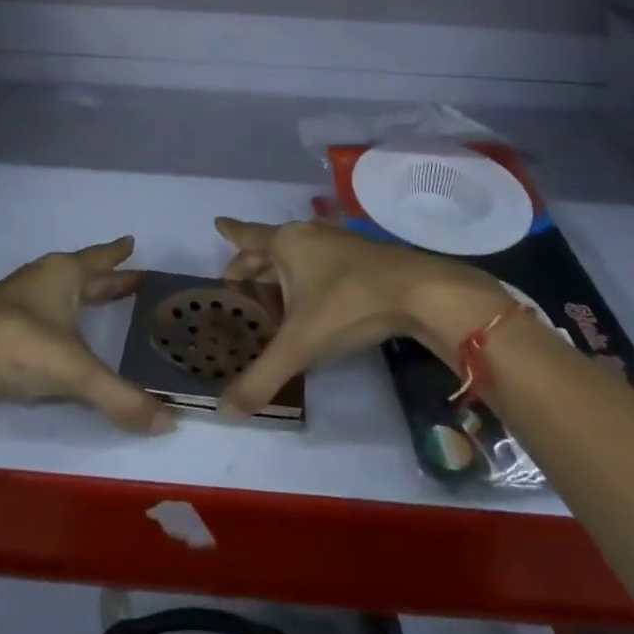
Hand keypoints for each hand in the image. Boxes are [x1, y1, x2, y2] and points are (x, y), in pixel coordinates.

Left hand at [0, 237, 172, 434]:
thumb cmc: (22, 345)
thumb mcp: (76, 371)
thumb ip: (120, 397)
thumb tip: (168, 422)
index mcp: (65, 274)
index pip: (99, 259)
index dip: (117, 254)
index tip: (131, 242)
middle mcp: (42, 278)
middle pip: (82, 273)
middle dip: (107, 278)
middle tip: (131, 278)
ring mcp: (16, 298)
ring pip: (58, 289)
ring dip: (80, 293)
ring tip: (96, 300)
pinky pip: (39, 308)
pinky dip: (57, 312)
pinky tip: (57, 329)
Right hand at [214, 217, 511, 417]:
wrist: (416, 292)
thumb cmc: (348, 305)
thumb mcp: (300, 345)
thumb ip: (262, 377)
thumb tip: (223, 411)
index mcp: (286, 244)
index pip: (248, 236)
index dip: (230, 232)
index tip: (217, 222)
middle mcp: (308, 236)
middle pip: (270, 246)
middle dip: (250, 262)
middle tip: (233, 279)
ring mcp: (337, 243)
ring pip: (297, 254)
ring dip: (279, 271)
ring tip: (268, 293)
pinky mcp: (360, 257)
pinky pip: (318, 261)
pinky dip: (304, 276)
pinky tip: (310, 298)